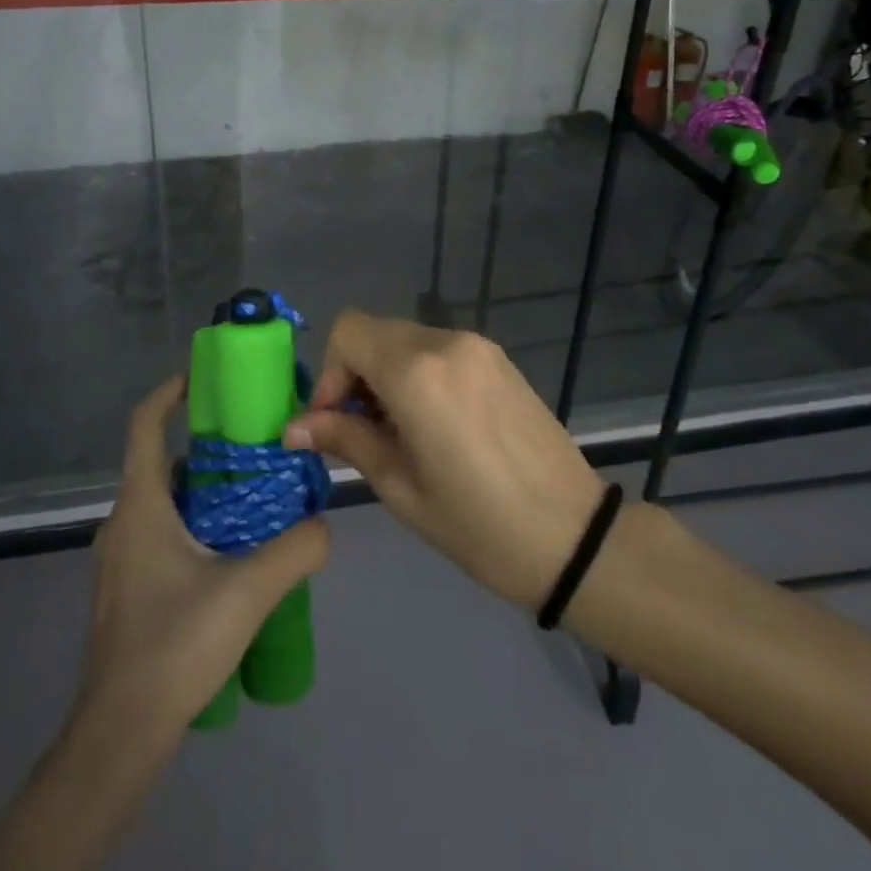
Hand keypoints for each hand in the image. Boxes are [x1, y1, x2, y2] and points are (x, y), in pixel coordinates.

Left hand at [80, 376, 329, 743]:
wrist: (119, 736)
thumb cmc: (174, 646)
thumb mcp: (248, 592)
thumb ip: (295, 550)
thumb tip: (324, 524)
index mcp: (140, 504)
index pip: (145, 423)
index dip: (170, 391)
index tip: (205, 378)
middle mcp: (122, 522)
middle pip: (161, 461)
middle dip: (206, 448)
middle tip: (255, 449)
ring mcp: (119, 559)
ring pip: (163, 502)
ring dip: (204, 491)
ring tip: (254, 502)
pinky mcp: (125, 590)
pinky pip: (161, 535)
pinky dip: (194, 525)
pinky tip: (231, 558)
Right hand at [284, 312, 602, 611]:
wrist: (574, 538)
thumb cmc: (477, 525)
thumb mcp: (400, 487)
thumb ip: (346, 440)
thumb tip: (296, 425)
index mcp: (416, 372)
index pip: (348, 332)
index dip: (330, 373)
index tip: (335, 421)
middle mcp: (446, 343)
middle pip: (375, 333)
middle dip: (355, 374)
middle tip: (360, 431)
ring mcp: (478, 347)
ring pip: (407, 340)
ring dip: (387, 374)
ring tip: (399, 432)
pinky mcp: (499, 360)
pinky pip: (440, 351)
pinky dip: (420, 373)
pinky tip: (434, 424)